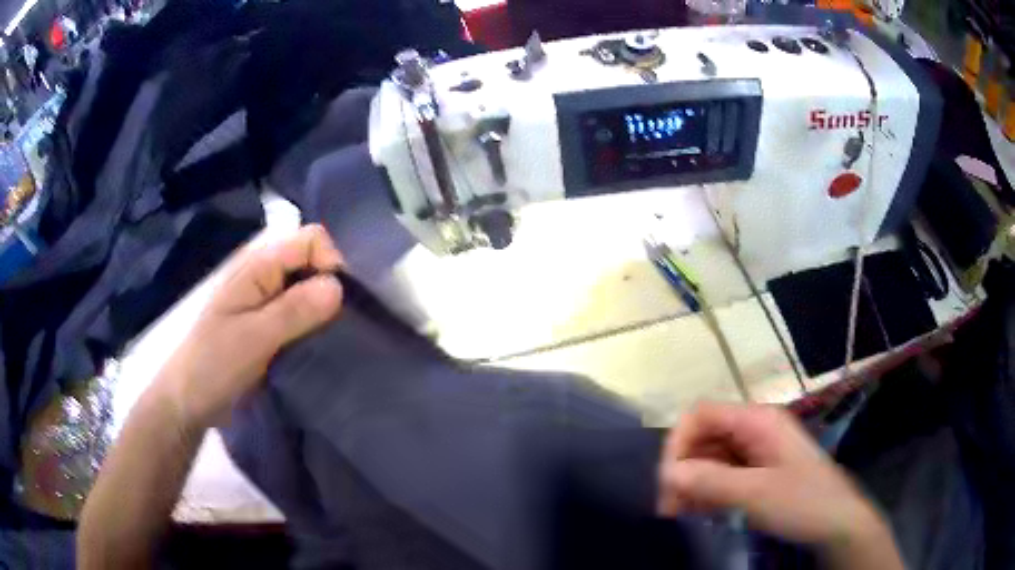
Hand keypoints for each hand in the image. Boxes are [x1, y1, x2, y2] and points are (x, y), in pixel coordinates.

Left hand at [155, 224, 343, 428]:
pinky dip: (313, 326)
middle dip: (330, 288)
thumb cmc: (213, 365)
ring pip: (307, 289)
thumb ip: (294, 310)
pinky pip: (300, 314)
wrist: (187, 401)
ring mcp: (264, 301)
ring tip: (331, 340)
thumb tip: (339, 286)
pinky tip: (317, 347)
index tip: (339, 305)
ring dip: (323, 310)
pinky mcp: (267, 325)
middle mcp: (264, 275)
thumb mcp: (253, 338)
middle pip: (311, 262)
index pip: (311, 239)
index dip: (331, 263)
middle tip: (337, 327)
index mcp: (257, 266)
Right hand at [657, 402, 903, 569]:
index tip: (667, 481)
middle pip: (703, 436)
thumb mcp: (756, 493)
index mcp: (758, 420)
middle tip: (668, 506)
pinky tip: (695, 512)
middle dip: (681, 468)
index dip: (678, 442)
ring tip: (677, 514)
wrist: (836, 523)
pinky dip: (704, 491)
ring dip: (689, 482)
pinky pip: (721, 474)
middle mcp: (754, 428)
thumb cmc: (802, 501)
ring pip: (709, 457)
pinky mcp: (756, 471)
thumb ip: (710, 480)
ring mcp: (756, 450)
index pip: (702, 414)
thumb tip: (666, 473)